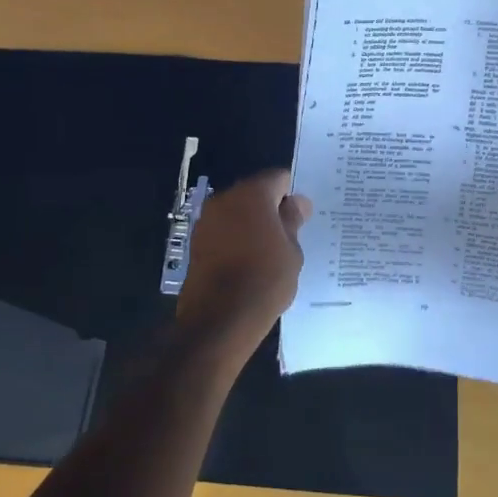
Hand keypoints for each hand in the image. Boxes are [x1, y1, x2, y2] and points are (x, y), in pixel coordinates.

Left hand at [176, 168, 312, 357]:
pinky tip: (248, 260)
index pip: (277, 178)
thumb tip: (296, 202)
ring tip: (269, 250)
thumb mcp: (292, 250)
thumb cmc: (265, 279)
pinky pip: (223, 231)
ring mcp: (206, 220)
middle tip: (288, 232)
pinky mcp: (195, 243)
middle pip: (253, 193)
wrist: (221, 318)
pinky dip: (235, 238)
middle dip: (270, 207)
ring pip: (236, 212)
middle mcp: (224, 199)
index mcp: (252, 194)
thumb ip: (293, 221)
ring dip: (251, 223)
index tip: (302, 214)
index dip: (291, 193)